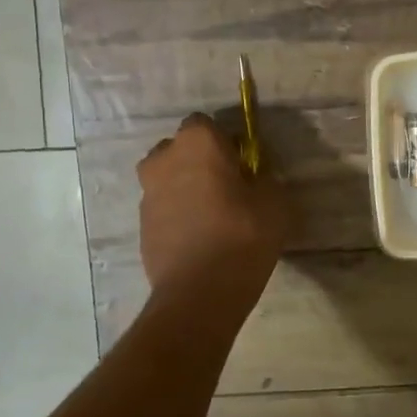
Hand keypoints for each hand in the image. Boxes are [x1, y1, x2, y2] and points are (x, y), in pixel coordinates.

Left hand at [138, 114, 290, 306]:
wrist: (199, 292)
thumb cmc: (242, 236)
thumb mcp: (275, 201)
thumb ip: (265, 177)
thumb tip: (255, 175)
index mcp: (196, 142)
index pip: (207, 124)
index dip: (225, 142)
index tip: (242, 165)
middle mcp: (164, 159)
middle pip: (182, 150)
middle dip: (200, 162)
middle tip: (228, 189)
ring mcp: (147, 193)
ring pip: (169, 179)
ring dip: (186, 189)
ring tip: (213, 218)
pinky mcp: (141, 224)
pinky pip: (164, 208)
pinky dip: (178, 216)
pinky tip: (199, 240)